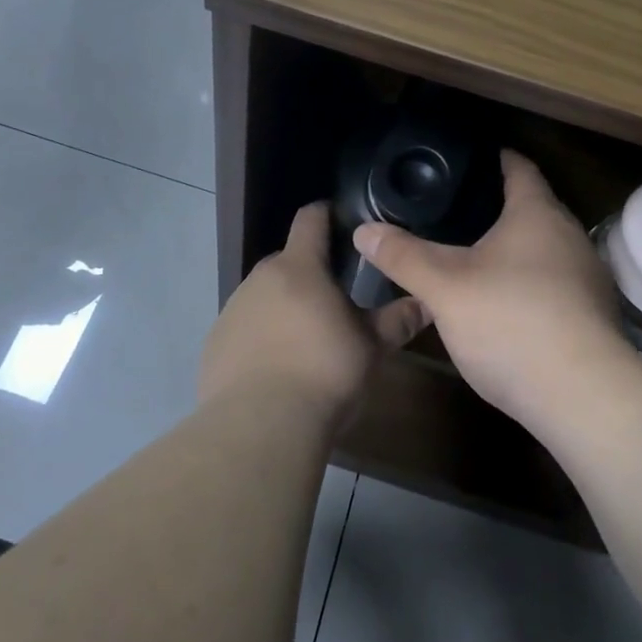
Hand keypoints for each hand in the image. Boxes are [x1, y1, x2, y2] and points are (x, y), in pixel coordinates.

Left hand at [199, 202, 428, 426]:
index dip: (327, 214)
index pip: (311, 219)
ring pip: (264, 296)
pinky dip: (260, 338)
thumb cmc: (324, 374)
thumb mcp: (371, 347)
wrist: (259, 427)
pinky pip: (244, 329)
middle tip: (335, 301)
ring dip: (283, 307)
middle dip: (309, 273)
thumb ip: (398, 320)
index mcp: (299, 268)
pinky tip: (275, 370)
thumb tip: (427, 302)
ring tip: (306, 342)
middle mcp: (260, 279)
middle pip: (287, 261)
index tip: (343, 222)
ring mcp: (232, 310)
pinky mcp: (215, 344)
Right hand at [352, 151, 641, 428]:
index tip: (463, 159)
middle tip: (450, 209)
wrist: (583, 398)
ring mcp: (586, 278)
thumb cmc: (512, 322)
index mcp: (538, 214)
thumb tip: (364, 230)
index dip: (492, 158)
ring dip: (511, 248)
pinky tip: (500, 302)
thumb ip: (404, 256)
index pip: (518, 167)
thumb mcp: (445, 288)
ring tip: (468, 254)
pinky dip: (525, 281)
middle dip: (495, 206)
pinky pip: (552, 283)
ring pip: (542, 248)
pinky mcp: (592, 315)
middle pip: (531, 207)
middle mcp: (569, 236)